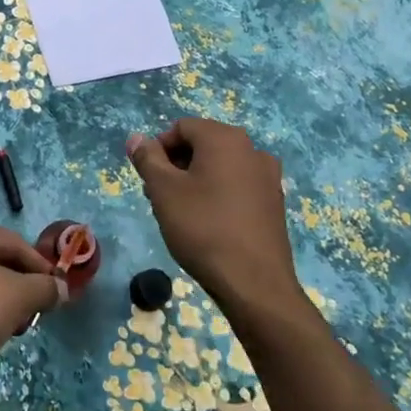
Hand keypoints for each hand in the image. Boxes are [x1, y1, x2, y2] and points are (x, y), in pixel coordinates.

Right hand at [126, 119, 305, 325]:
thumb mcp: (163, 191)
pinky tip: (208, 223)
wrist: (254, 282)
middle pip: (203, 144)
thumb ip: (147, 159)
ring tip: (181, 212)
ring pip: (220, 166)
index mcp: (225, 138)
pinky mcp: (274, 202)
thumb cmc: (203, 228)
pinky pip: (238, 185)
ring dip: (196, 180)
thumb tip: (136, 137)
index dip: (158, 148)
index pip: (182, 127)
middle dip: (176, 164)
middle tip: (159, 196)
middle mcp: (252, 149)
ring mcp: (268, 176)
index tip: (149, 178)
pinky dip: (218, 194)